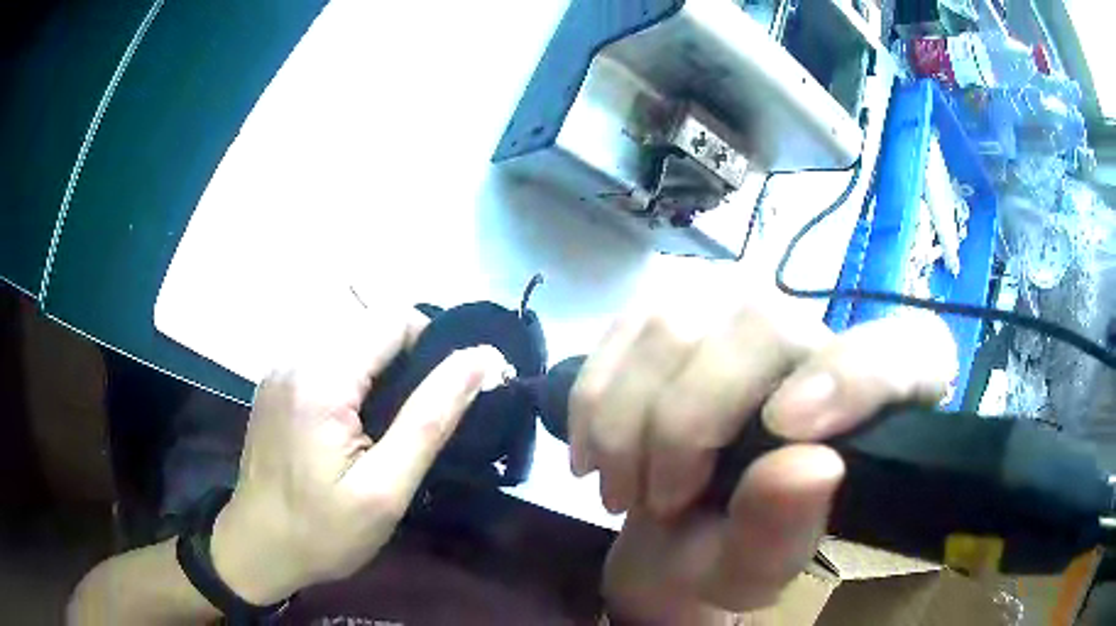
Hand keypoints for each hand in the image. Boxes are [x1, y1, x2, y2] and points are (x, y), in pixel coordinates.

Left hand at [208, 303, 504, 604]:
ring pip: (350, 342)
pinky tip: (355, 426)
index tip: (447, 395)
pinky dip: (354, 380)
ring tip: (389, 428)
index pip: (393, 319)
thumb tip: (480, 361)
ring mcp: (281, 368)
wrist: (257, 548)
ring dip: (381, 372)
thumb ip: (431, 418)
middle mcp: (296, 357)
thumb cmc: (323, 531)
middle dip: (407, 361)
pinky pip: (328, 360)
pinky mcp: (276, 383)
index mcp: (321, 377)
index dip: (432, 346)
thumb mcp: (385, 489)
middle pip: (370, 327)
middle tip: (418, 422)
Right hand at [570, 296, 955, 621]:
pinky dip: (595, 398)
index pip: (911, 351)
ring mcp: (741, 305)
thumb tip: (811, 465)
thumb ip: (783, 533)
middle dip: (687, 424)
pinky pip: (622, 328)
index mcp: (873, 403)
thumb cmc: (722, 554)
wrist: (661, 529)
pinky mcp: (675, 304)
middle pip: (762, 324)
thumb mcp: (750, 570)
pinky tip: (596, 448)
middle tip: (656, 499)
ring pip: (675, 322)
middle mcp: (819, 331)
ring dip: (628, 420)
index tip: (785, 428)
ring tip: (620, 484)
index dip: (858, 373)